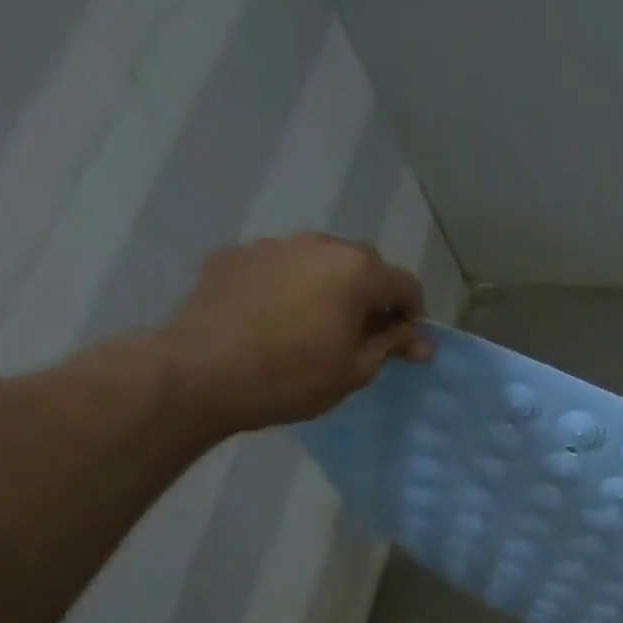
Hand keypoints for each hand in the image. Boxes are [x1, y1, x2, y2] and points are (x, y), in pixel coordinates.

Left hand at [161, 233, 433, 431]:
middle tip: (364, 333)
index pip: (406, 285)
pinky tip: (276, 319)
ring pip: (319, 260)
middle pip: (363, 264)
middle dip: (373, 294)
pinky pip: (280, 266)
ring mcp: (272, 246)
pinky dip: (291, 286)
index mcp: (356, 272)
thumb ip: (391, 345)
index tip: (405, 345)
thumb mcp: (356, 370)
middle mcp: (319, 245)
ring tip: (318, 324)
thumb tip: (421, 341)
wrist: (201, 373)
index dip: (413, 316)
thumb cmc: (292, 377)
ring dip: (331, 286)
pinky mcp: (234, 256)